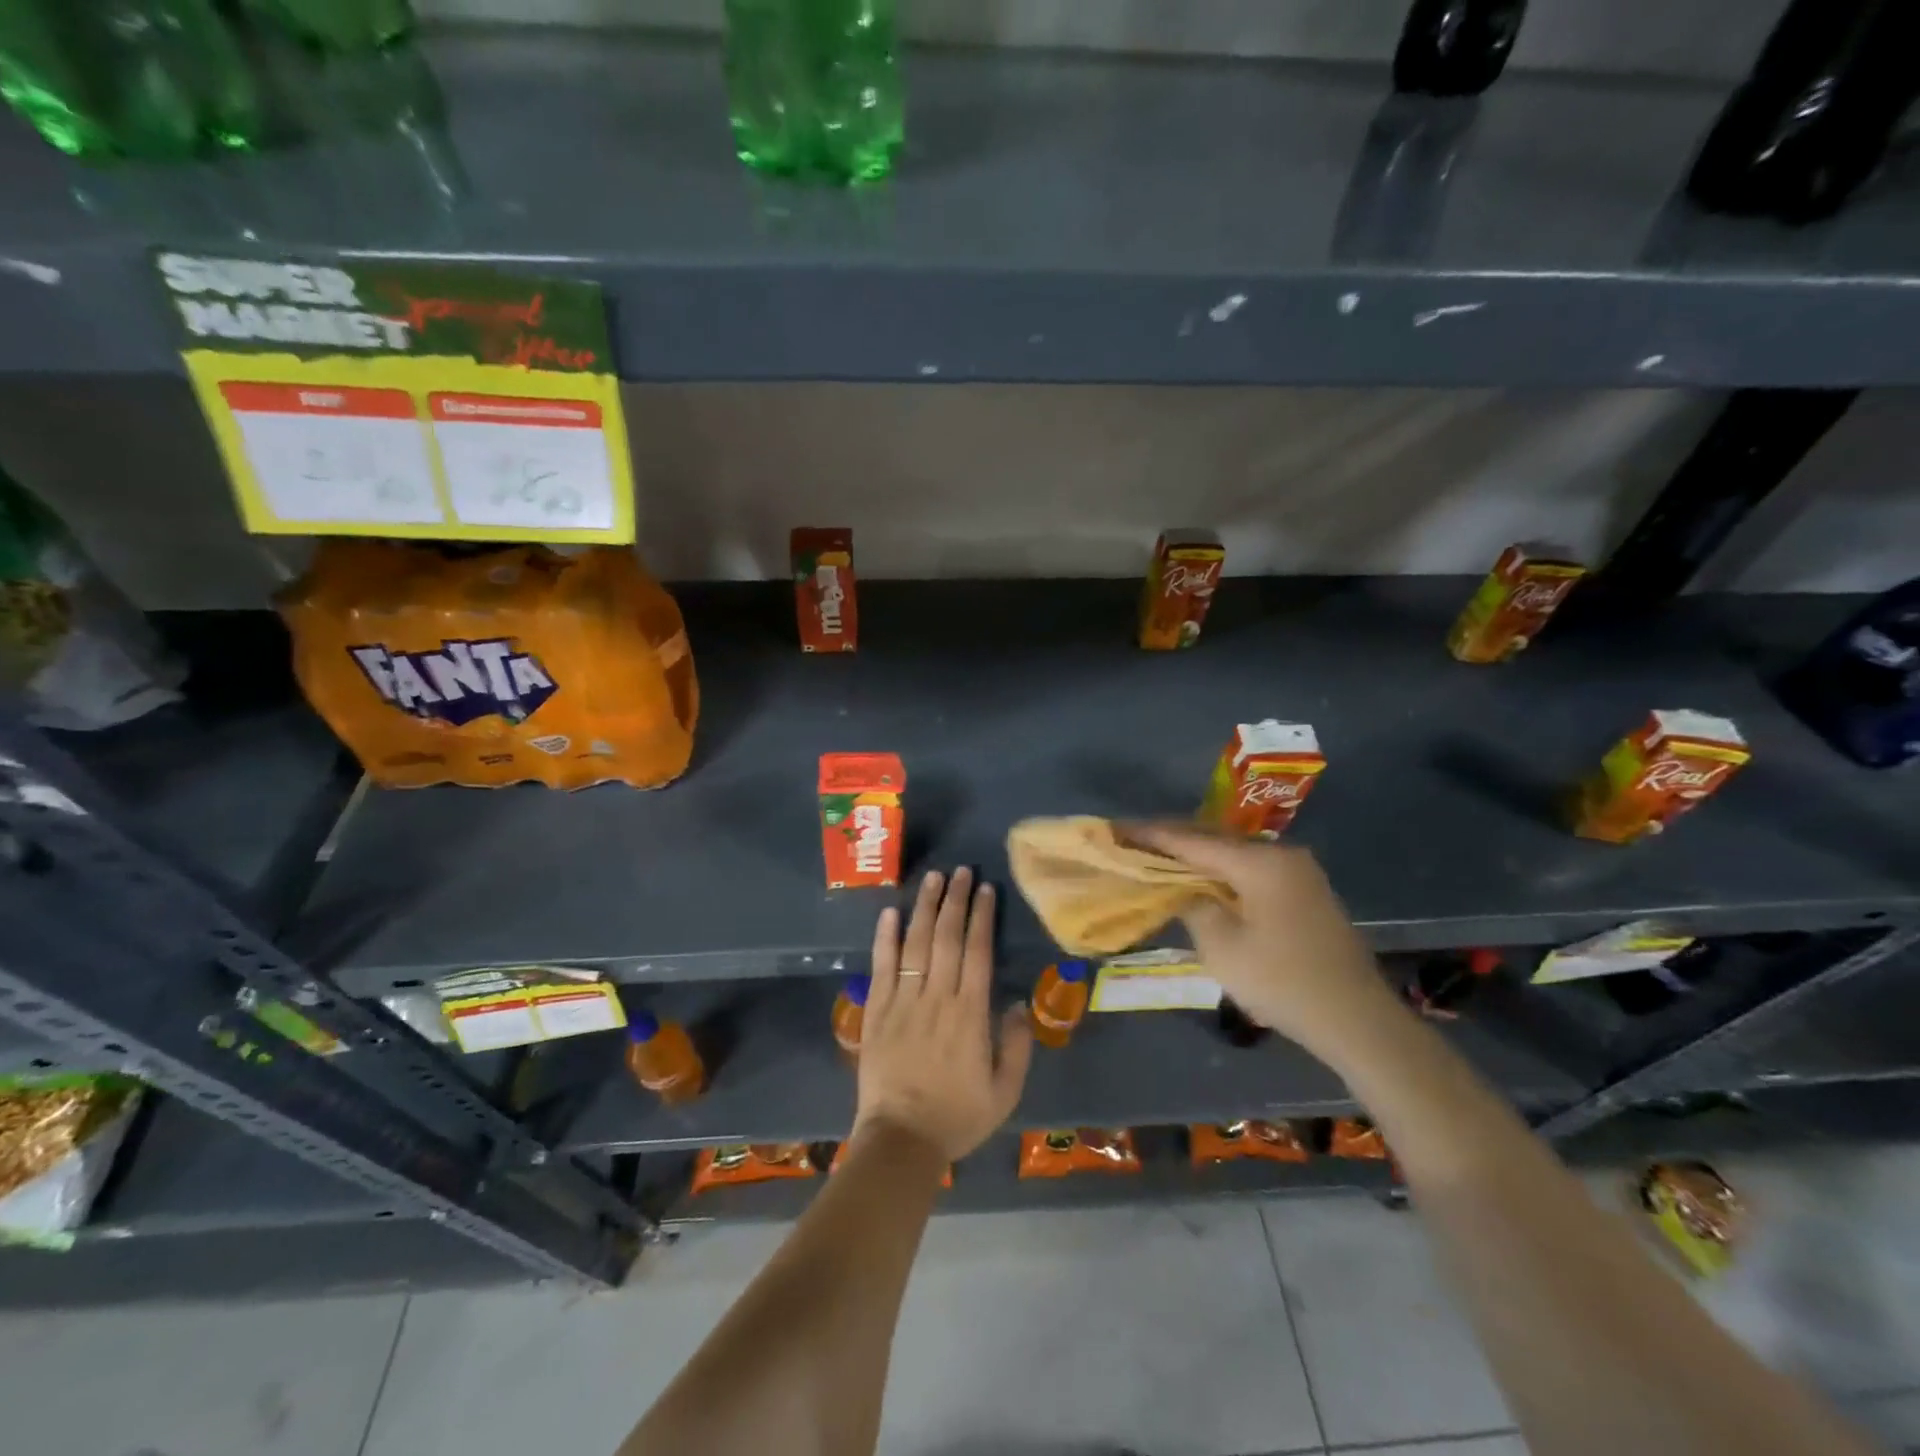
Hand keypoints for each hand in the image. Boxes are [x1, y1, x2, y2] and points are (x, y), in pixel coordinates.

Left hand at [854, 868, 1034, 1162]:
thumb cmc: (957, 1117)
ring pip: (915, 942)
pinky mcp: (877, 1010)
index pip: (978, 951)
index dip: (981, 916)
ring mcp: (904, 1000)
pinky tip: (890, 911)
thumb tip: (1016, 1003)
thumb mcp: (1005, 1092)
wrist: (901, 1141)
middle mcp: (937, 997)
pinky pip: (882, 965)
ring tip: (933, 878)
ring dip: (925, 907)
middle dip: (955, 900)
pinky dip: (885, 936)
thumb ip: (1017, 1046)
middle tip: (961, 871)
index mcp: (970, 1013)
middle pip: (947, 937)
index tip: (985, 889)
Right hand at [1124, 824, 1400, 1065]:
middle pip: (1214, 839)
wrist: (1357, 1020)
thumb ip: (1193, 906)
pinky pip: (1251, 868)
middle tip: (1132, 840)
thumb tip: (1182, 888)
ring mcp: (1298, 871)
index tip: (1117, 829)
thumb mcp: (1222, 948)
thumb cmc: (1283, 983)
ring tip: (1158, 856)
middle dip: (1173, 839)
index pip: (1193, 841)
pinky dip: (1221, 870)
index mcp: (1260, 863)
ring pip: (1233, 853)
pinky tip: (1200, 878)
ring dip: (1197, 855)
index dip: (1152, 836)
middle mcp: (1281, 855)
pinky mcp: (1304, 890)